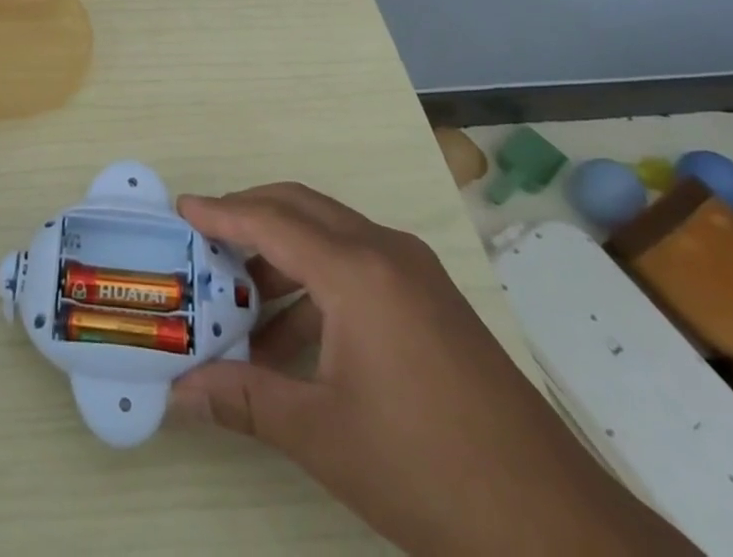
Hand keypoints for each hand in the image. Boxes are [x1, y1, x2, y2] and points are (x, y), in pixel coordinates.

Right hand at [168, 183, 695, 555]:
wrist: (554, 525)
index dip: (221, 213)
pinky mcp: (432, 297)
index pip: (271, 220)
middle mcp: (385, 250)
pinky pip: (358, 263)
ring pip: (330, 234)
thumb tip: (178, 392)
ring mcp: (415, 271)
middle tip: (205, 245)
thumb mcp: (322, 435)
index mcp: (356, 270)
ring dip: (283, 254)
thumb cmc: (426, 469)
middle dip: (249, 217)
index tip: (181, 210)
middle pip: (301, 207)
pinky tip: (296, 337)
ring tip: (242, 302)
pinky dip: (317, 281)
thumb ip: (243, 399)